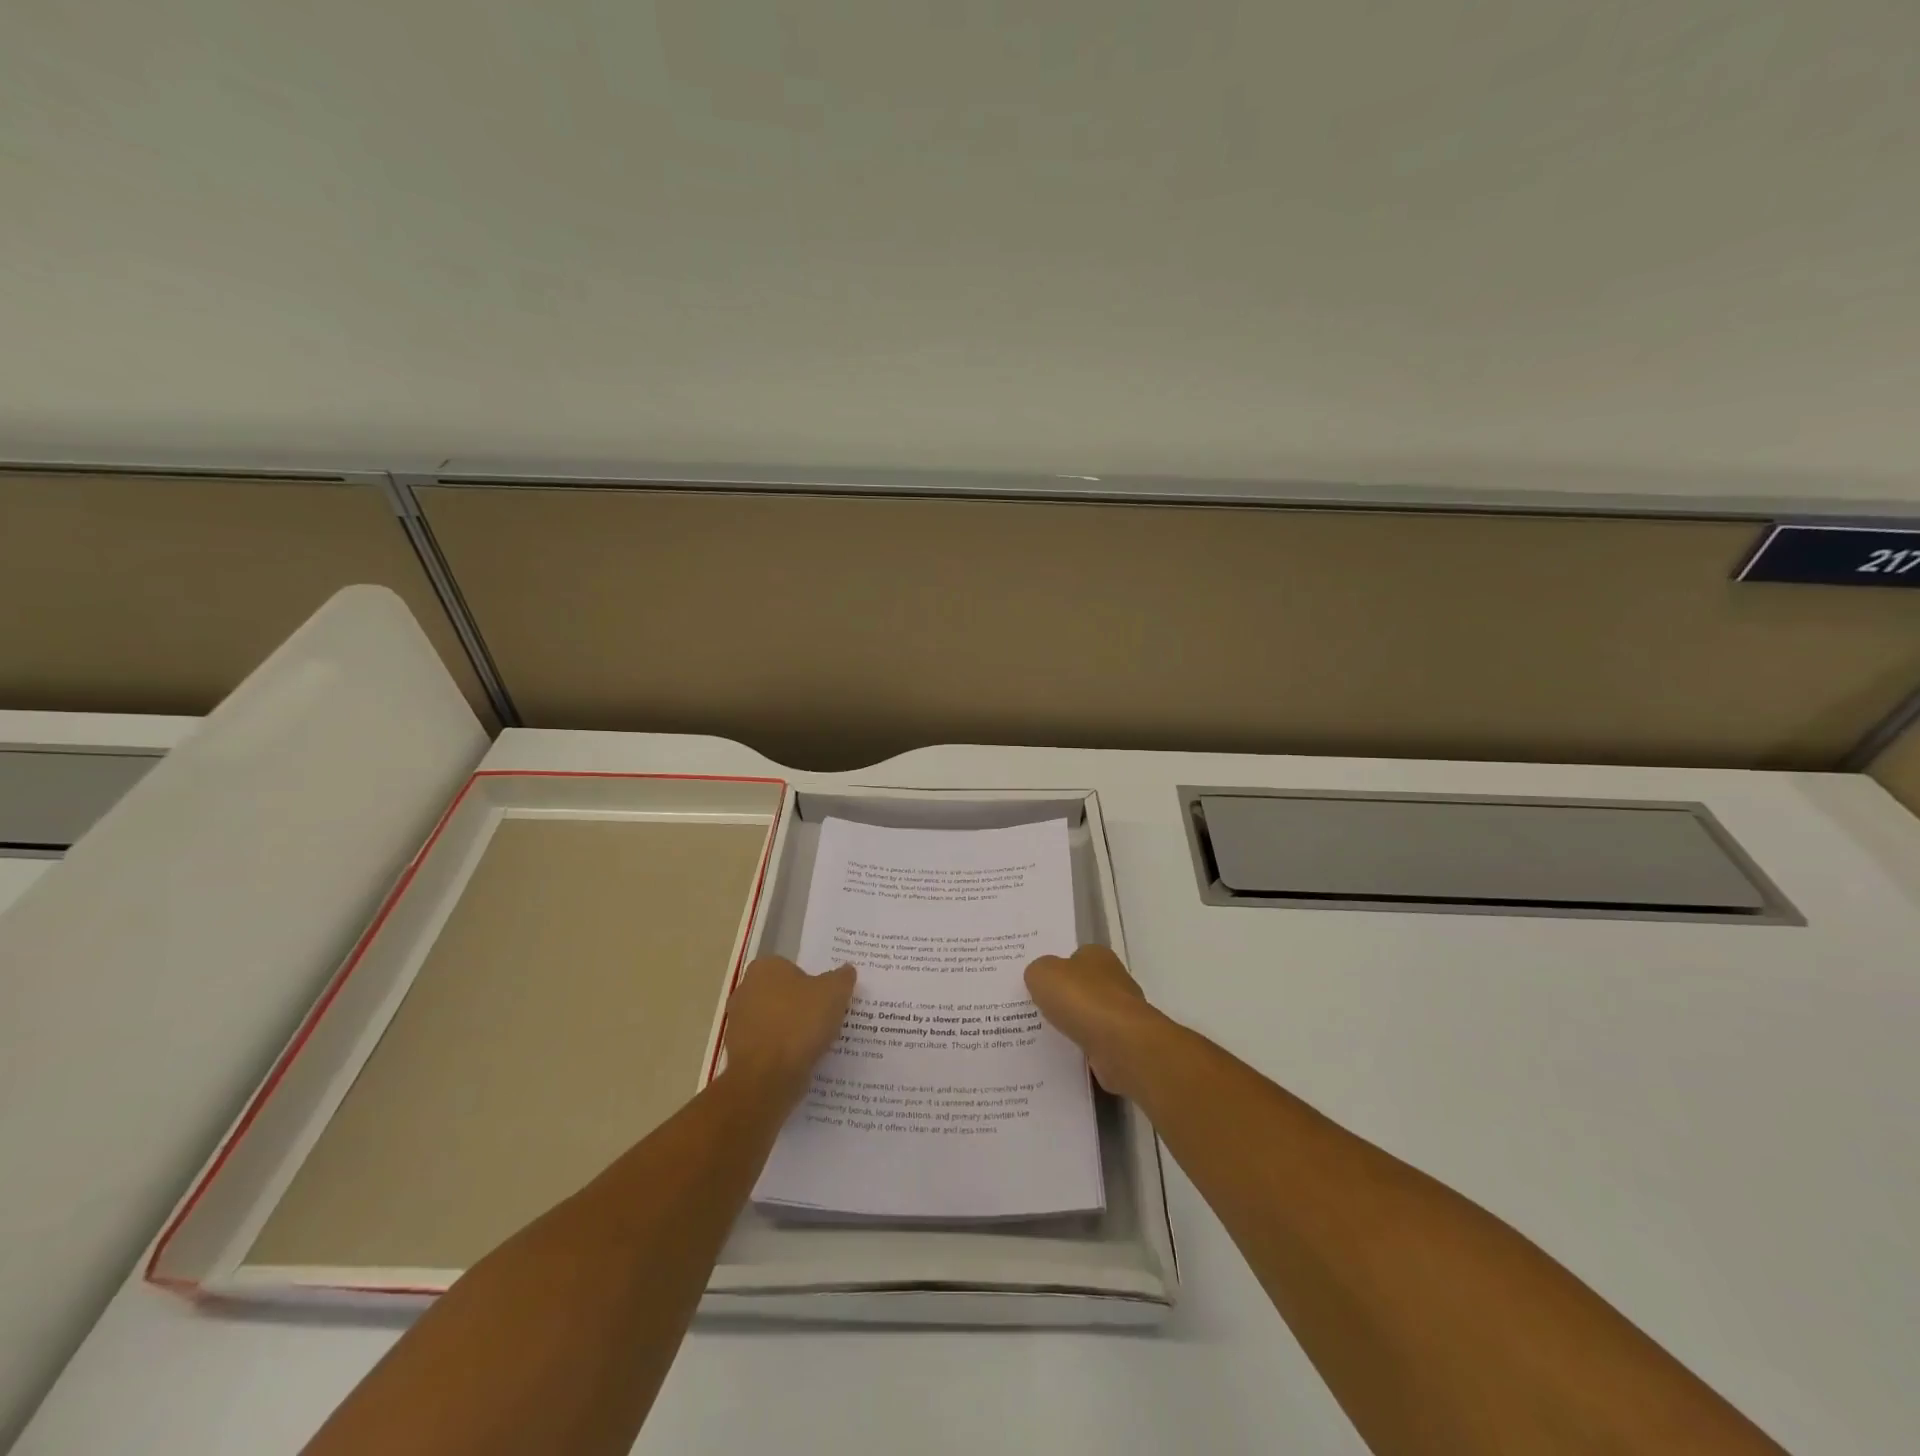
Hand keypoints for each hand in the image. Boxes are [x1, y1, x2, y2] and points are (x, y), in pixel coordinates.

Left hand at [722, 957, 855, 1104]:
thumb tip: (846, 970)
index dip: (812, 982)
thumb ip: (842, 978)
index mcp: (765, 968)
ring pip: (774, 1022)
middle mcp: (745, 990)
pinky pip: (768, 1046)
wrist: (767, 1076)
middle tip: (825, 1018)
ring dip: (791, 1030)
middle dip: (800, 1005)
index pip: (793, 968)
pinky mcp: (738, 1053)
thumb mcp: (834, 993)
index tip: (828, 998)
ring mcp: (738, 1023)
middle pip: (782, 994)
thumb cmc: (800, 1022)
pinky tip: (800, 1060)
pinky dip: (782, 1052)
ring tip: (816, 1043)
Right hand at [1025, 945, 1162, 1099]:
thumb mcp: (1043, 974)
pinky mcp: (1124, 1045)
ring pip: (1089, 1019)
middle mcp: (1115, 981)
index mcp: (1098, 956)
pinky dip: (1081, 1052)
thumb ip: (1037, 972)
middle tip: (1035, 1011)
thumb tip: (1041, 979)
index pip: (1075, 957)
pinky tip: (1061, 1058)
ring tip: (1043, 1038)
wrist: (1120, 1044)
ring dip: (1072, 1028)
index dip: (1057, 969)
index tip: (1038, 985)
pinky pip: (1094, 1046)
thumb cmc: (1081, 999)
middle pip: (1083, 989)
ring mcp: (1122, 1015)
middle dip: (1064, 1000)